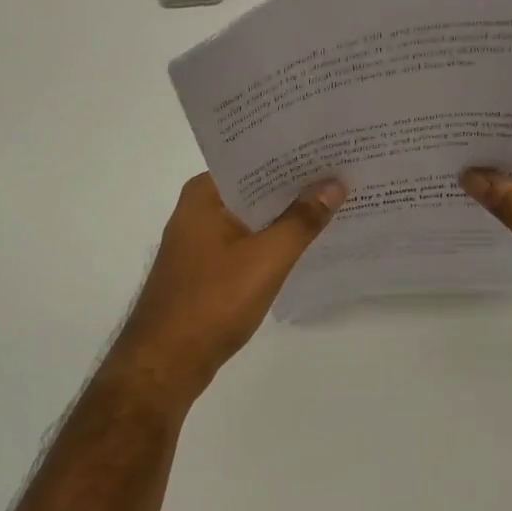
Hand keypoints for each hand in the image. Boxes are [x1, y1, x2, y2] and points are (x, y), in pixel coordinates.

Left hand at [105, 174, 345, 402]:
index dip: (293, 153)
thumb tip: (334, 183)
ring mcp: (201, 241)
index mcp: (204, 194)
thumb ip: (301, 220)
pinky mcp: (207, 269)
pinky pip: (248, 242)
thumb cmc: (212, 303)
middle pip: (255, 187)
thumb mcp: (266, 259)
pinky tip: (307, 243)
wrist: (166, 363)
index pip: (254, 158)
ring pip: (253, 217)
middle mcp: (198, 209)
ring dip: (287, 214)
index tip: (332, 146)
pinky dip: (274, 241)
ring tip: (337, 201)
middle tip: (345, 172)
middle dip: (296, 184)